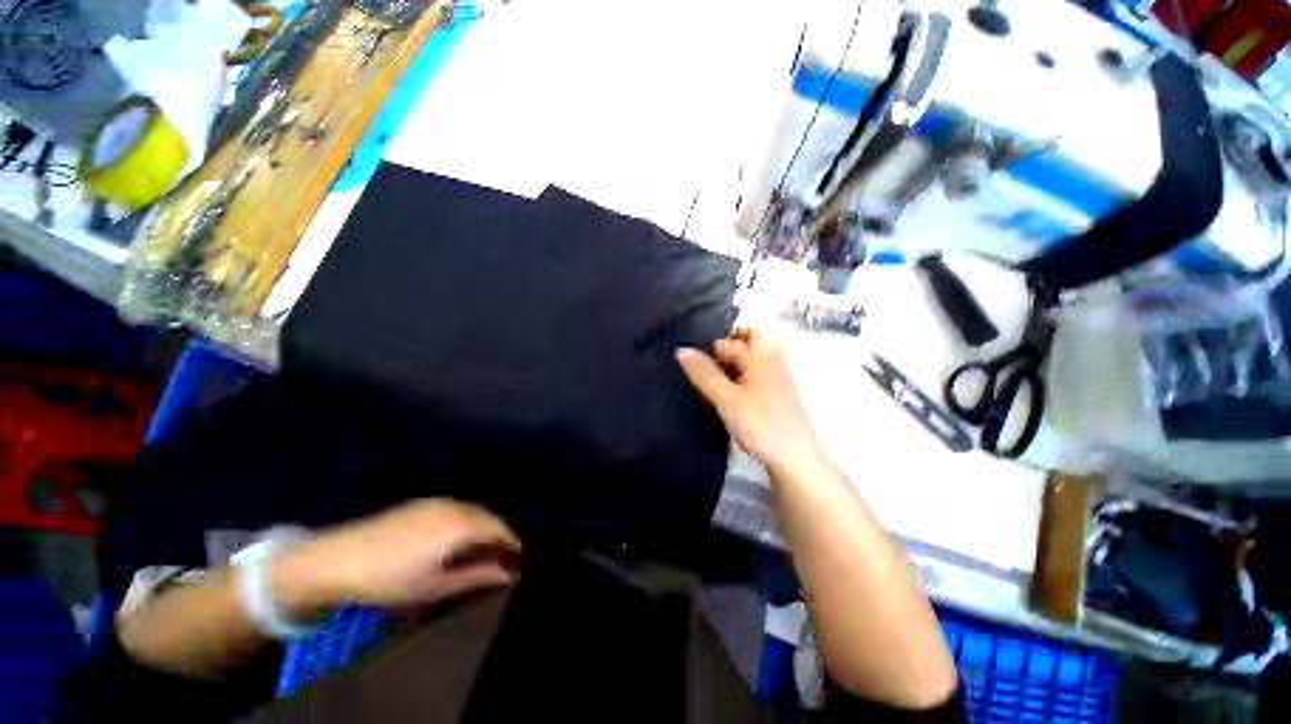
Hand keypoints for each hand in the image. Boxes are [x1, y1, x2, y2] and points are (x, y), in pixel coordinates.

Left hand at [269, 499, 520, 617]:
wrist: (336, 559)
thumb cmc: (388, 579)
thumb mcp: (434, 586)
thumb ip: (476, 577)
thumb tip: (509, 574)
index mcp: (461, 524)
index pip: (500, 530)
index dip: (512, 546)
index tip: (517, 563)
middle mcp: (455, 506)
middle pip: (489, 518)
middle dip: (499, 537)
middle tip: (500, 560)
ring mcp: (437, 502)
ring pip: (473, 512)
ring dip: (482, 529)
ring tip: (479, 552)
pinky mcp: (420, 503)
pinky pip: (455, 509)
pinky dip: (465, 522)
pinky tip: (453, 540)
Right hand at [676, 328, 822, 473]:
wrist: (793, 460)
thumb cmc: (760, 423)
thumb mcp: (725, 397)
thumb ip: (703, 373)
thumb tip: (682, 350)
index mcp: (761, 353)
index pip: (730, 336)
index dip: (709, 345)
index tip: (690, 359)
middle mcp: (770, 360)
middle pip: (739, 348)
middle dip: (717, 358)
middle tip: (696, 373)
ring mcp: (774, 378)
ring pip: (743, 366)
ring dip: (724, 373)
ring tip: (705, 388)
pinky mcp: (773, 395)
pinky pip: (749, 380)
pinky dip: (734, 386)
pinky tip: (722, 402)